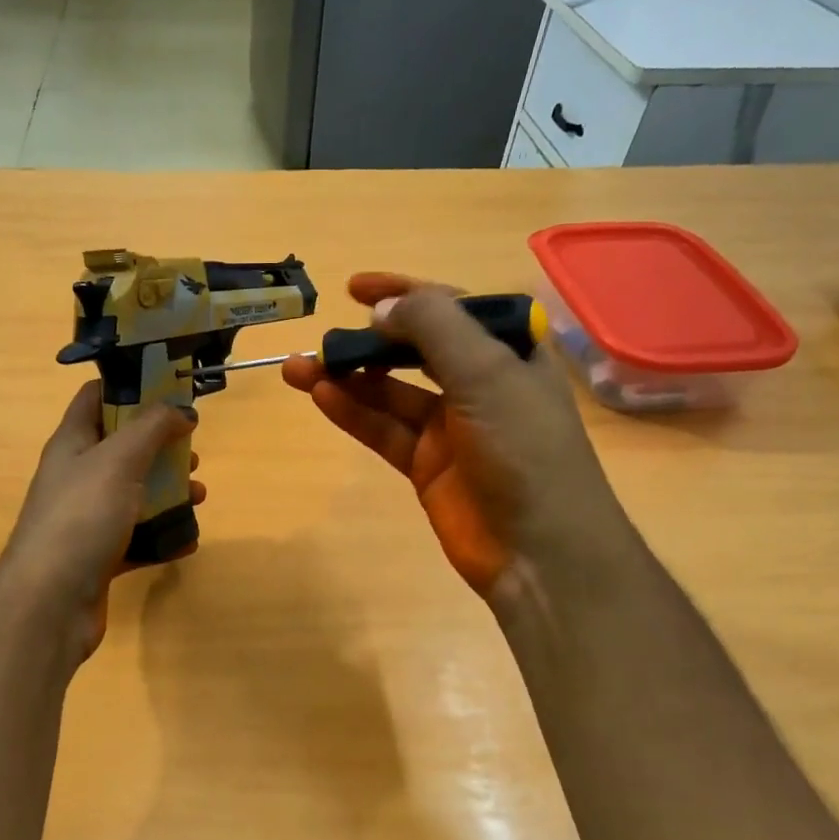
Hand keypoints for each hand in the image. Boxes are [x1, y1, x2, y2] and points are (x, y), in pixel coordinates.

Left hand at [0, 381, 201, 658]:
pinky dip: (162, 536)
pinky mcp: (99, 555)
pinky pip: (137, 537)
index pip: (96, 397)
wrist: (49, 604)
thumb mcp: (119, 460)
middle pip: (123, 447)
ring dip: (168, 491)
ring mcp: (87, 518)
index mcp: (72, 443)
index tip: (172, 389)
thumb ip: (152, 428)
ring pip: (134, 493)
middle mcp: (77, 476)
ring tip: (198, 495)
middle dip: (161, 446)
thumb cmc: (81, 517)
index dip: (132, 387)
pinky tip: (187, 540)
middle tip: (192, 452)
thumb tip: (182, 409)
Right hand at [282, 273, 631, 609]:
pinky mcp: (427, 466)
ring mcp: (451, 428)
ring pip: (390, 392)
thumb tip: (381, 308)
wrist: (539, 551)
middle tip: (324, 337)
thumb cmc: (524, 450)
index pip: (452, 308)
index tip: (355, 288)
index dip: (405, 292)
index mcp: (509, 353)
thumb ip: (434, 329)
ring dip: (347, 378)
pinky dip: (353, 413)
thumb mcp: (487, 374)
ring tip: (299, 367)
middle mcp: (480, 385)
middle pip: (414, 350)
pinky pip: (383, 430)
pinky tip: (320, 397)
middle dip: (368, 340)